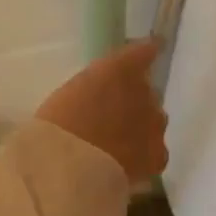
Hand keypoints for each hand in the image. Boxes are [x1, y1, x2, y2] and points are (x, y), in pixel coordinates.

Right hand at [33, 38, 167, 185]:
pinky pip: (156, 152)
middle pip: (146, 92)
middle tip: (109, 118)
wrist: (68, 166)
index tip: (151, 49)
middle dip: (133, 102)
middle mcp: (145, 91)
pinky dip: (144, 156)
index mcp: (121, 68)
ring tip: (115, 146)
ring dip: (140, 128)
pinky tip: (126, 166)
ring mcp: (156, 124)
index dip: (147, 51)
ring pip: (154, 122)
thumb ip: (94, 84)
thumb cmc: (57, 124)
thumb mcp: (71, 91)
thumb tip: (104, 92)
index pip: (145, 50)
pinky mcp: (158, 155)